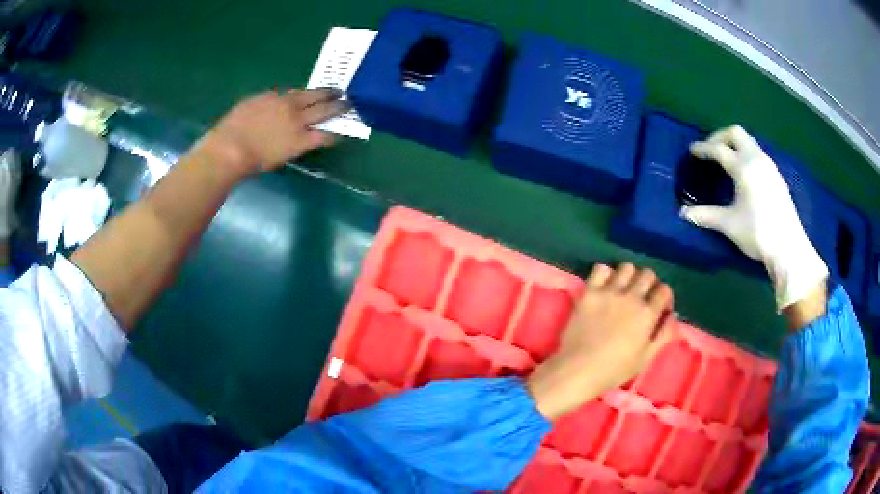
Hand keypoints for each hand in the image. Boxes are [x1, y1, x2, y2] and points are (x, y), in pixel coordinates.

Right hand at [197, 88, 347, 174]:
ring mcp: (297, 123)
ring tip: (349, 108)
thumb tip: (278, 102)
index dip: (315, 92)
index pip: (301, 92)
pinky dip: (333, 134)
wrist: (232, 148)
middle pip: (317, 96)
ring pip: (324, 112)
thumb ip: (267, 102)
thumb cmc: (233, 129)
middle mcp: (291, 105)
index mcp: (277, 96)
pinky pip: (321, 137)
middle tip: (344, 94)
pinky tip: (341, 132)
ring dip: (338, 109)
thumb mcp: (250, 105)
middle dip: (332, 94)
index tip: (322, 92)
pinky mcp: (299, 143)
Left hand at [527, 263, 674, 419]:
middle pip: (648, 274)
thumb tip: (673, 314)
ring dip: (629, 276)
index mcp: (647, 314)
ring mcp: (609, 292)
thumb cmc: (614, 370)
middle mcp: (631, 297)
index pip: (664, 290)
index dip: (664, 297)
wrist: (578, 370)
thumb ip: (664, 334)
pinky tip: (604, 286)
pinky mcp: (589, 292)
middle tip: (642, 297)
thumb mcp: (646, 358)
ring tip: (624, 290)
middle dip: (649, 284)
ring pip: (627, 268)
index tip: (659, 307)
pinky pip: (600, 269)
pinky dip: (605, 274)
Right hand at [680, 125, 827, 309]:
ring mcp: (770, 167)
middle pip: (736, 133)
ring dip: (736, 145)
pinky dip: (747, 155)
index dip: (703, 148)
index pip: (719, 149)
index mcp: (743, 167)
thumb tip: (684, 214)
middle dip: (720, 137)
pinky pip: (759, 155)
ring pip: (750, 142)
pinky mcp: (777, 177)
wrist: (788, 248)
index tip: (692, 150)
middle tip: (711, 149)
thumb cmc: (758, 233)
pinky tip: (745, 175)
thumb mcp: (729, 225)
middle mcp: (757, 160)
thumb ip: (706, 215)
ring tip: (727, 160)